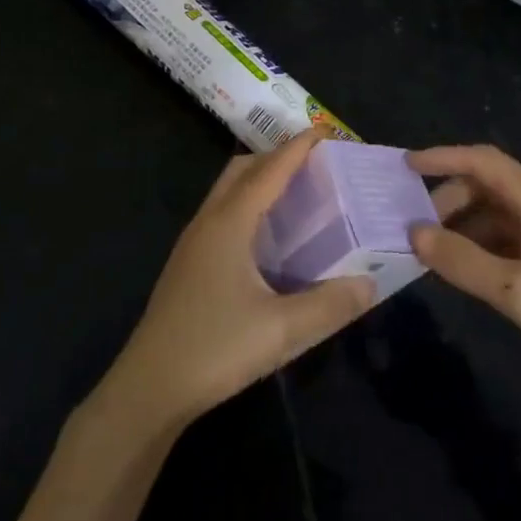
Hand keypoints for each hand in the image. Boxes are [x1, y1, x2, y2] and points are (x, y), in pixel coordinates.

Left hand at [95, 130, 374, 435]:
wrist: (149, 388)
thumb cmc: (215, 349)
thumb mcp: (282, 331)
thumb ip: (330, 305)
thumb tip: (371, 282)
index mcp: (229, 223)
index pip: (269, 170)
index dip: (298, 148)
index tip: (326, 132)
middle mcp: (208, 222)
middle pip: (242, 170)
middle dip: (276, 157)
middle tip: (315, 165)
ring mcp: (193, 244)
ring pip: (228, 192)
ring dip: (259, 181)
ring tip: (296, 195)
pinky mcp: (189, 265)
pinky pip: (222, 215)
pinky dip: (248, 206)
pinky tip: (268, 239)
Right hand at [408, 144, 520, 440]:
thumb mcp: (514, 291)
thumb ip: (461, 260)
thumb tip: (413, 232)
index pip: (481, 159)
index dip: (442, 156)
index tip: (404, 166)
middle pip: (485, 184)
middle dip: (447, 200)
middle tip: (414, 229)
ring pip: (496, 213)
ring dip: (463, 225)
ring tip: (433, 253)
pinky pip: (510, 236)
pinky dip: (482, 245)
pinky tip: (468, 271)